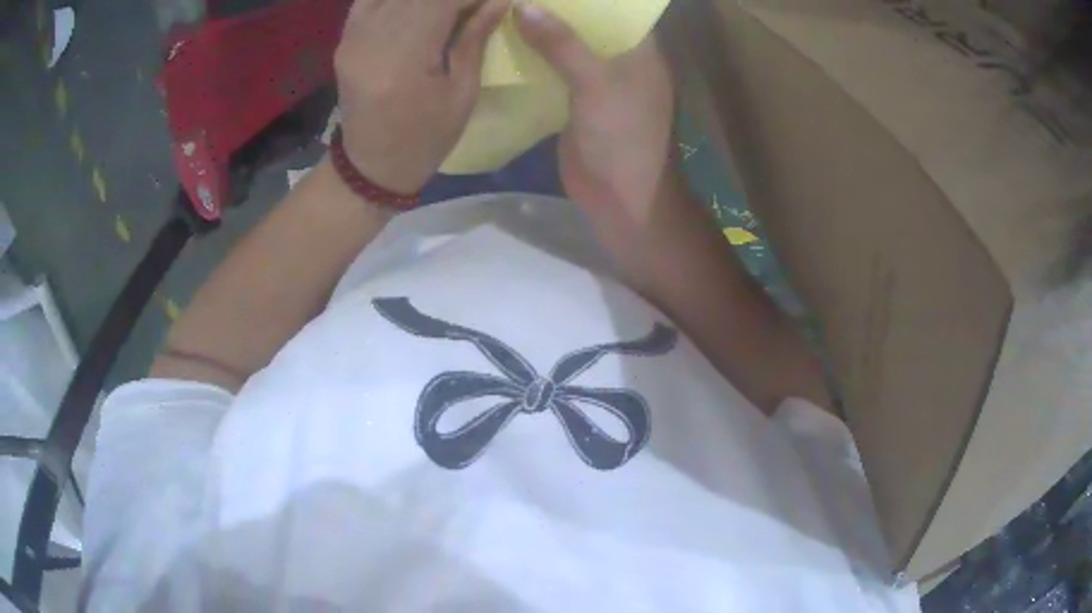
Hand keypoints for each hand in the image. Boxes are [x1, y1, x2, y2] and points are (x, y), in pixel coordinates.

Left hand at [335, 0, 509, 193]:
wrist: (370, 165)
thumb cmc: (425, 138)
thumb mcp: (462, 93)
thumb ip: (475, 38)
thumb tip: (499, 0)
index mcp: (404, 59)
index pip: (443, 1)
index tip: (496, 0)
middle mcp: (372, 39)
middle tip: (474, 6)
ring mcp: (353, 37)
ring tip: (448, 9)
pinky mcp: (345, 38)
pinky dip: (395, 0)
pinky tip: (415, 7)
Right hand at [514, 4, 674, 222]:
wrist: (623, 200)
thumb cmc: (624, 138)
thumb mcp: (597, 84)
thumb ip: (563, 44)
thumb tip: (523, 5)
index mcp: (640, 48)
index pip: (614, 5)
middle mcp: (620, 57)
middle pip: (585, 22)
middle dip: (553, 7)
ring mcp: (596, 79)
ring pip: (565, 44)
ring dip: (538, 30)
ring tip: (502, 8)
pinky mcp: (574, 100)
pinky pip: (551, 70)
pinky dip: (531, 57)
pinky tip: (502, 43)